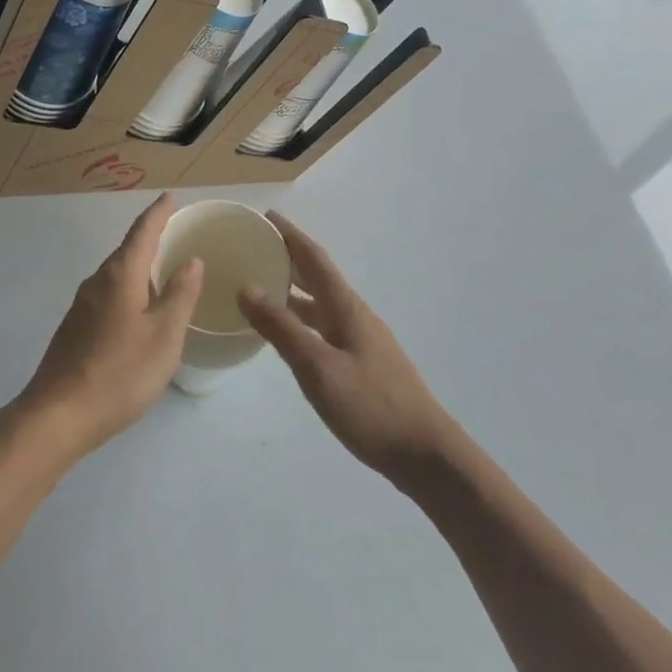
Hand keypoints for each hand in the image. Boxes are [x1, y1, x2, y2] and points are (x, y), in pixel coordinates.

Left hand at [15, 194, 203, 462]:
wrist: (59, 414)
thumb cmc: (120, 372)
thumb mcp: (164, 335)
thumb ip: (179, 295)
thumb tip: (192, 260)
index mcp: (120, 275)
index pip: (142, 232)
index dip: (158, 213)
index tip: (170, 196)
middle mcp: (98, 281)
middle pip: (127, 250)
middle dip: (150, 238)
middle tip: (176, 233)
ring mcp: (82, 305)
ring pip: (117, 274)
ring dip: (139, 266)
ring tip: (164, 270)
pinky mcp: (76, 327)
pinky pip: (109, 294)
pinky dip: (129, 289)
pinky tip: (140, 309)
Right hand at [237, 213, 456, 486]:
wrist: (425, 454)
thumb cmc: (370, 405)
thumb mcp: (317, 366)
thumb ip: (281, 328)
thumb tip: (246, 287)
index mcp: (345, 307)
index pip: (314, 259)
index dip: (290, 236)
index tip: (265, 217)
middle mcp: (354, 315)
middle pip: (318, 276)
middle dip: (288, 258)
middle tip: (254, 247)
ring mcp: (361, 340)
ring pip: (320, 303)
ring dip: (293, 289)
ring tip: (260, 285)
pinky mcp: (362, 363)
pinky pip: (323, 326)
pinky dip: (300, 318)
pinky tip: (286, 334)